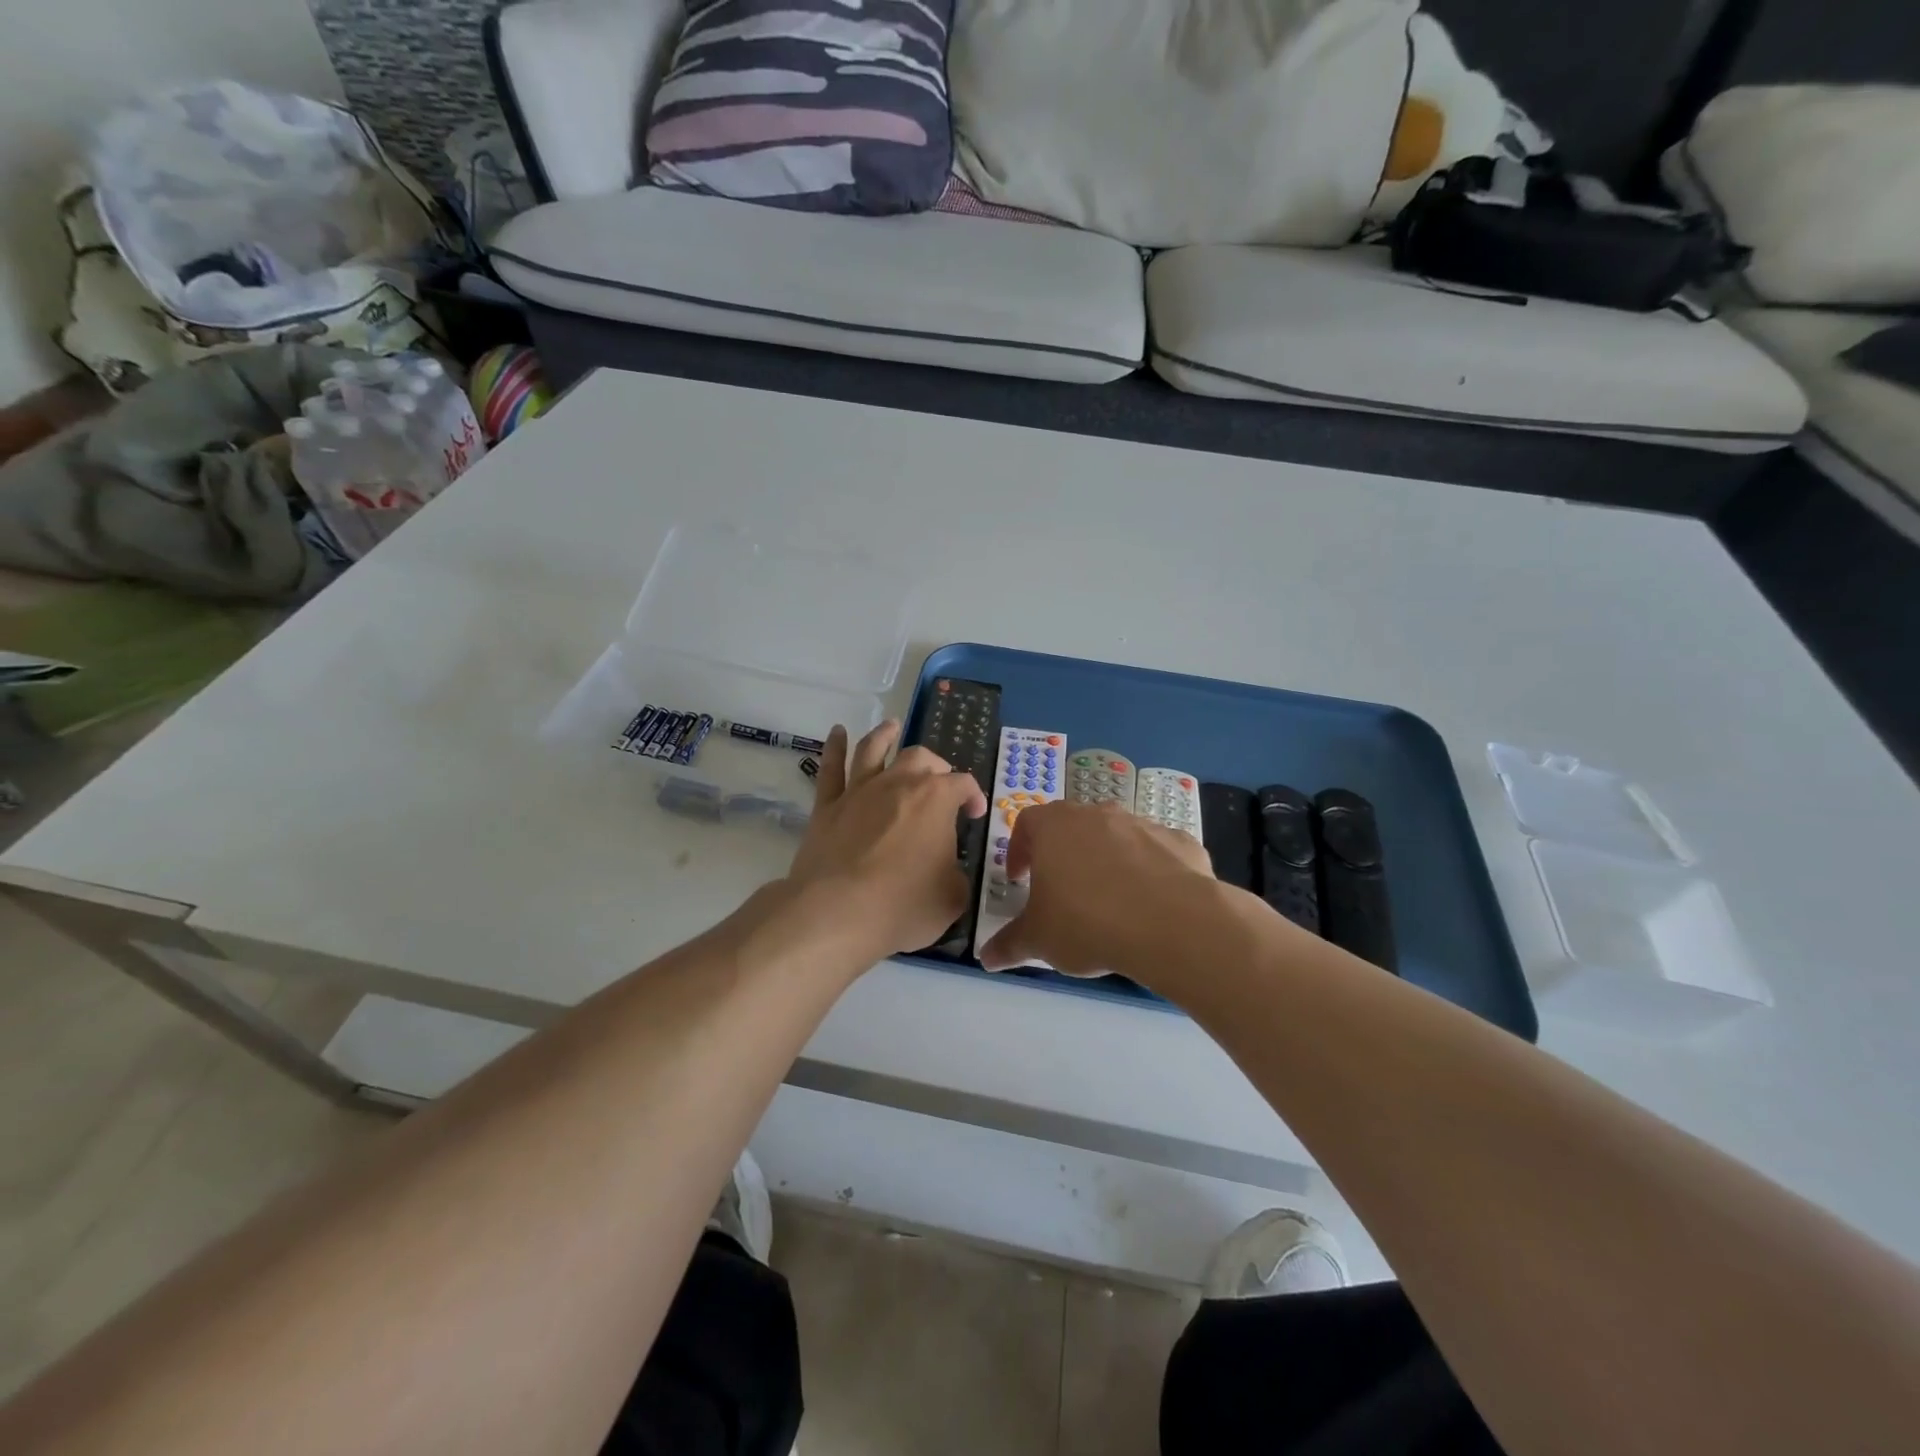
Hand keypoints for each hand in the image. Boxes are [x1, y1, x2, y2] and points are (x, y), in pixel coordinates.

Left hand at [785, 720, 988, 960]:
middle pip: (921, 758)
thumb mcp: (951, 898)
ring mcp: (860, 790)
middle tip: (939, 780)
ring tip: (891, 726)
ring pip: (874, 749)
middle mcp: (899, 783)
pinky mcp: (827, 805)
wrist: (836, 911)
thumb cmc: (902, 906)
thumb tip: (948, 870)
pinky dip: (834, 746)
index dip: (974, 797)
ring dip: (885, 735)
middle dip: (935, 765)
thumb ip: (956, 876)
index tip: (975, 815)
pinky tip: (838, 731)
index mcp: (936, 799)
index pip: (964, 785)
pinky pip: (831, 768)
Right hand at [977, 801, 1215, 976]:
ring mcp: (1141, 823)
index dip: (1019, 850)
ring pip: (1115, 836)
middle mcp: (1096, 814)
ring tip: (1109, 901)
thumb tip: (986, 957)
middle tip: (1062, 890)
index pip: (1026, 823)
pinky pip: (1156, 852)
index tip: (1019, 879)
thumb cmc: (1087, 922)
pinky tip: (1151, 904)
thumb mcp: (1039, 939)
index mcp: (1054, 826)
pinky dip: (1149, 871)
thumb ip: (1009, 944)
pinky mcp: (1179, 841)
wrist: (1172, 923)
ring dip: (1107, 860)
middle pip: (1072, 825)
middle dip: (1064, 854)